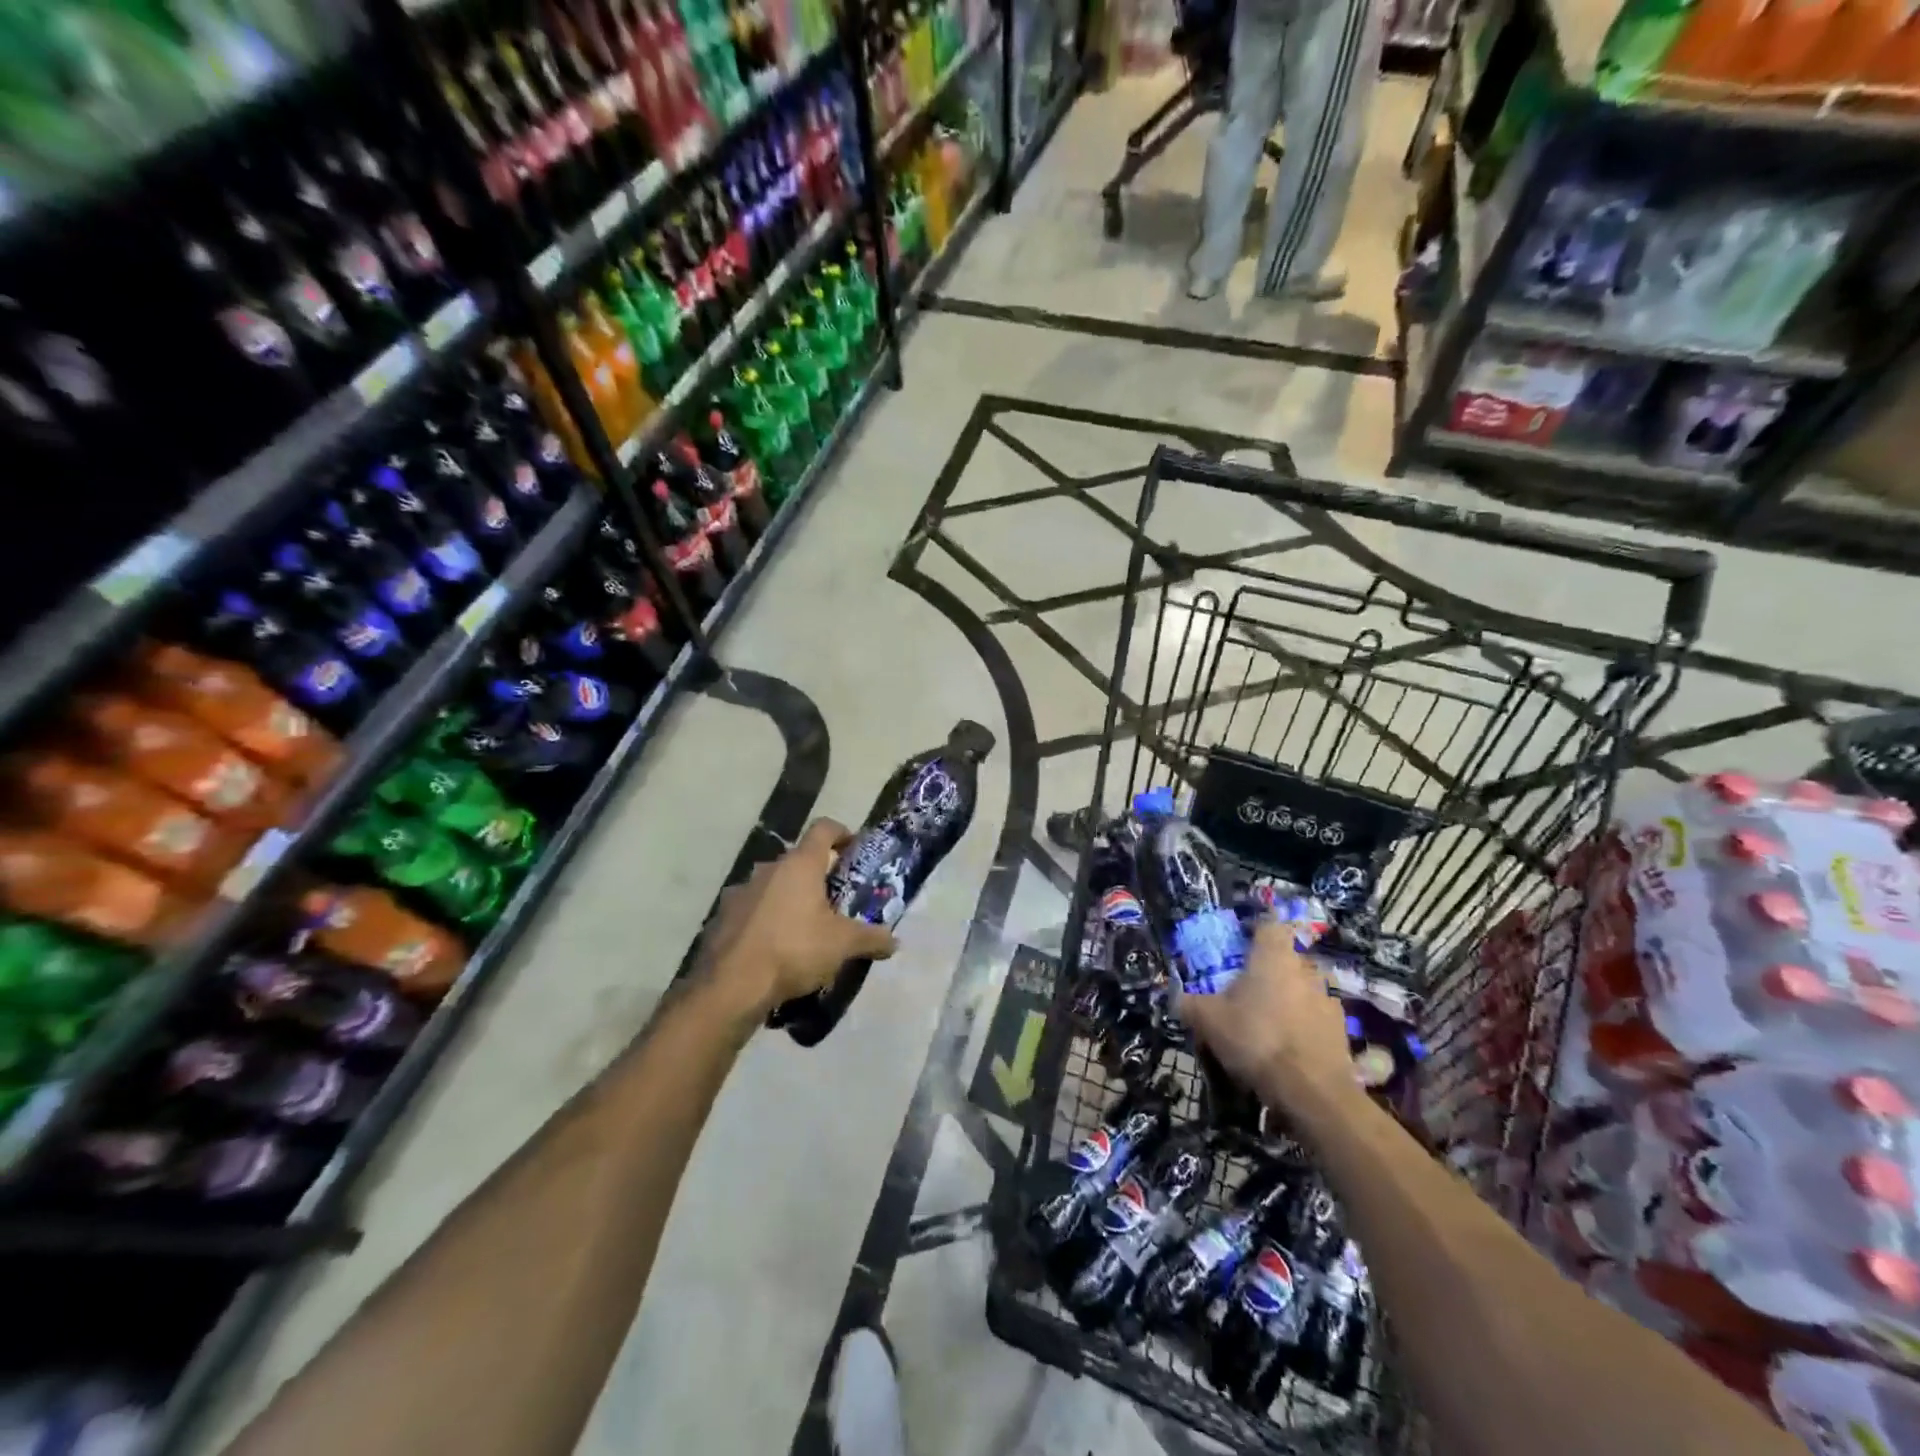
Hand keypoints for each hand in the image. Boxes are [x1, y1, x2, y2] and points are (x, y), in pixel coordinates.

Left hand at [694, 819, 898, 1022]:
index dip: (842, 833)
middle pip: (798, 860)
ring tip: (804, 928)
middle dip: (817, 876)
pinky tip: (774, 947)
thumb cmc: (794, 950)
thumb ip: (871, 938)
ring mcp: (740, 892)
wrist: (731, 986)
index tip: (853, 849)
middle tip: (835, 901)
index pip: (824, 829)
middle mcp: (768, 869)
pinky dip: (765, 920)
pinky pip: (751, 910)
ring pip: (772, 885)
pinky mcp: (721, 917)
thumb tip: (894, 941)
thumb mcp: (843, 945)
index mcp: (800, 865)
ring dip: (789, 898)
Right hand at [1175, 919, 1357, 1113]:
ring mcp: (1329, 999)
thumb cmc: (1256, 1039)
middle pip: (1287, 958)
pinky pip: (1317, 1017)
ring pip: (1304, 988)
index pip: (1269, 924)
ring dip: (1289, 998)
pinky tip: (1289, 1047)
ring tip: (1269, 1022)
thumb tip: (1175, 997)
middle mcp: (1306, 969)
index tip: (1239, 946)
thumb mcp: (1208, 1021)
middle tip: (1247, 990)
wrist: (1312, 1092)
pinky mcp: (1342, 1031)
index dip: (1255, 931)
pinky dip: (1304, 1025)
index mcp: (1273, 956)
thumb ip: (1189, 1004)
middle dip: (1270, 970)